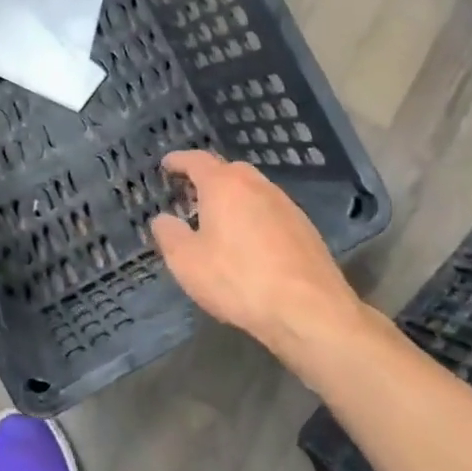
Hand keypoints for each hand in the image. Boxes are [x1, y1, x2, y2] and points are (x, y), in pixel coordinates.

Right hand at [150, 150, 368, 356]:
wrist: (308, 310)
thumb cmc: (237, 279)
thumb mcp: (186, 261)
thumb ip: (168, 234)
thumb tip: (163, 219)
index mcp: (225, 186)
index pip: (197, 161)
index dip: (179, 160)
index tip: (167, 164)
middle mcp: (258, 186)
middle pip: (229, 170)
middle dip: (208, 177)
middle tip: (189, 194)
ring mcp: (286, 205)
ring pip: (253, 190)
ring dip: (233, 198)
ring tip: (217, 220)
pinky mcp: (305, 228)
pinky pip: (270, 211)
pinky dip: (253, 216)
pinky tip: (248, 242)